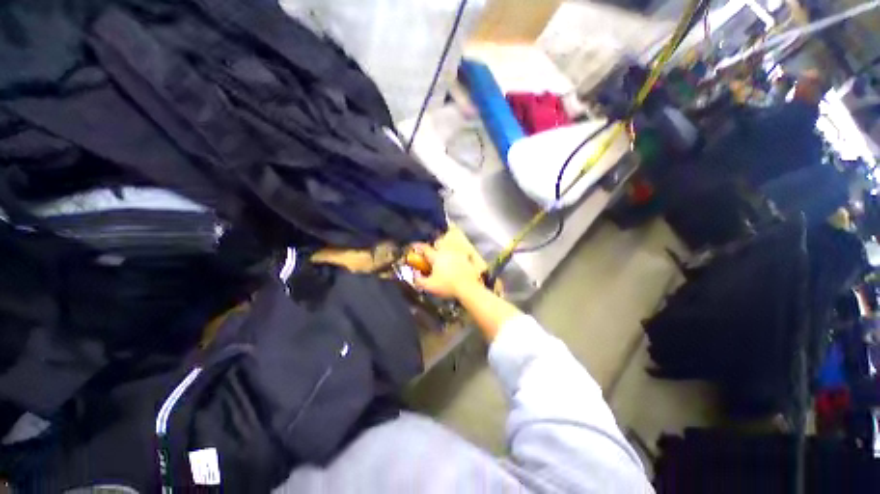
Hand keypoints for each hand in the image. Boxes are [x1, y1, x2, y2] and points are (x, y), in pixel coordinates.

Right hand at [411, 243, 483, 298]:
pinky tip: (454, 267)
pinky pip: (458, 256)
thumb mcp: (429, 286)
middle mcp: (447, 252)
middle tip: (429, 258)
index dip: (417, 247)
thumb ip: (419, 280)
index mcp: (436, 256)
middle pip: (437, 246)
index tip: (413, 247)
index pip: (424, 248)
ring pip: (448, 250)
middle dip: (432, 251)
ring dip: (443, 254)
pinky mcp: (466, 259)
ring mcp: (457, 254)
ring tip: (441, 263)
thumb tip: (414, 276)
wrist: (468, 288)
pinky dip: (454, 259)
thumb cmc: (447, 286)